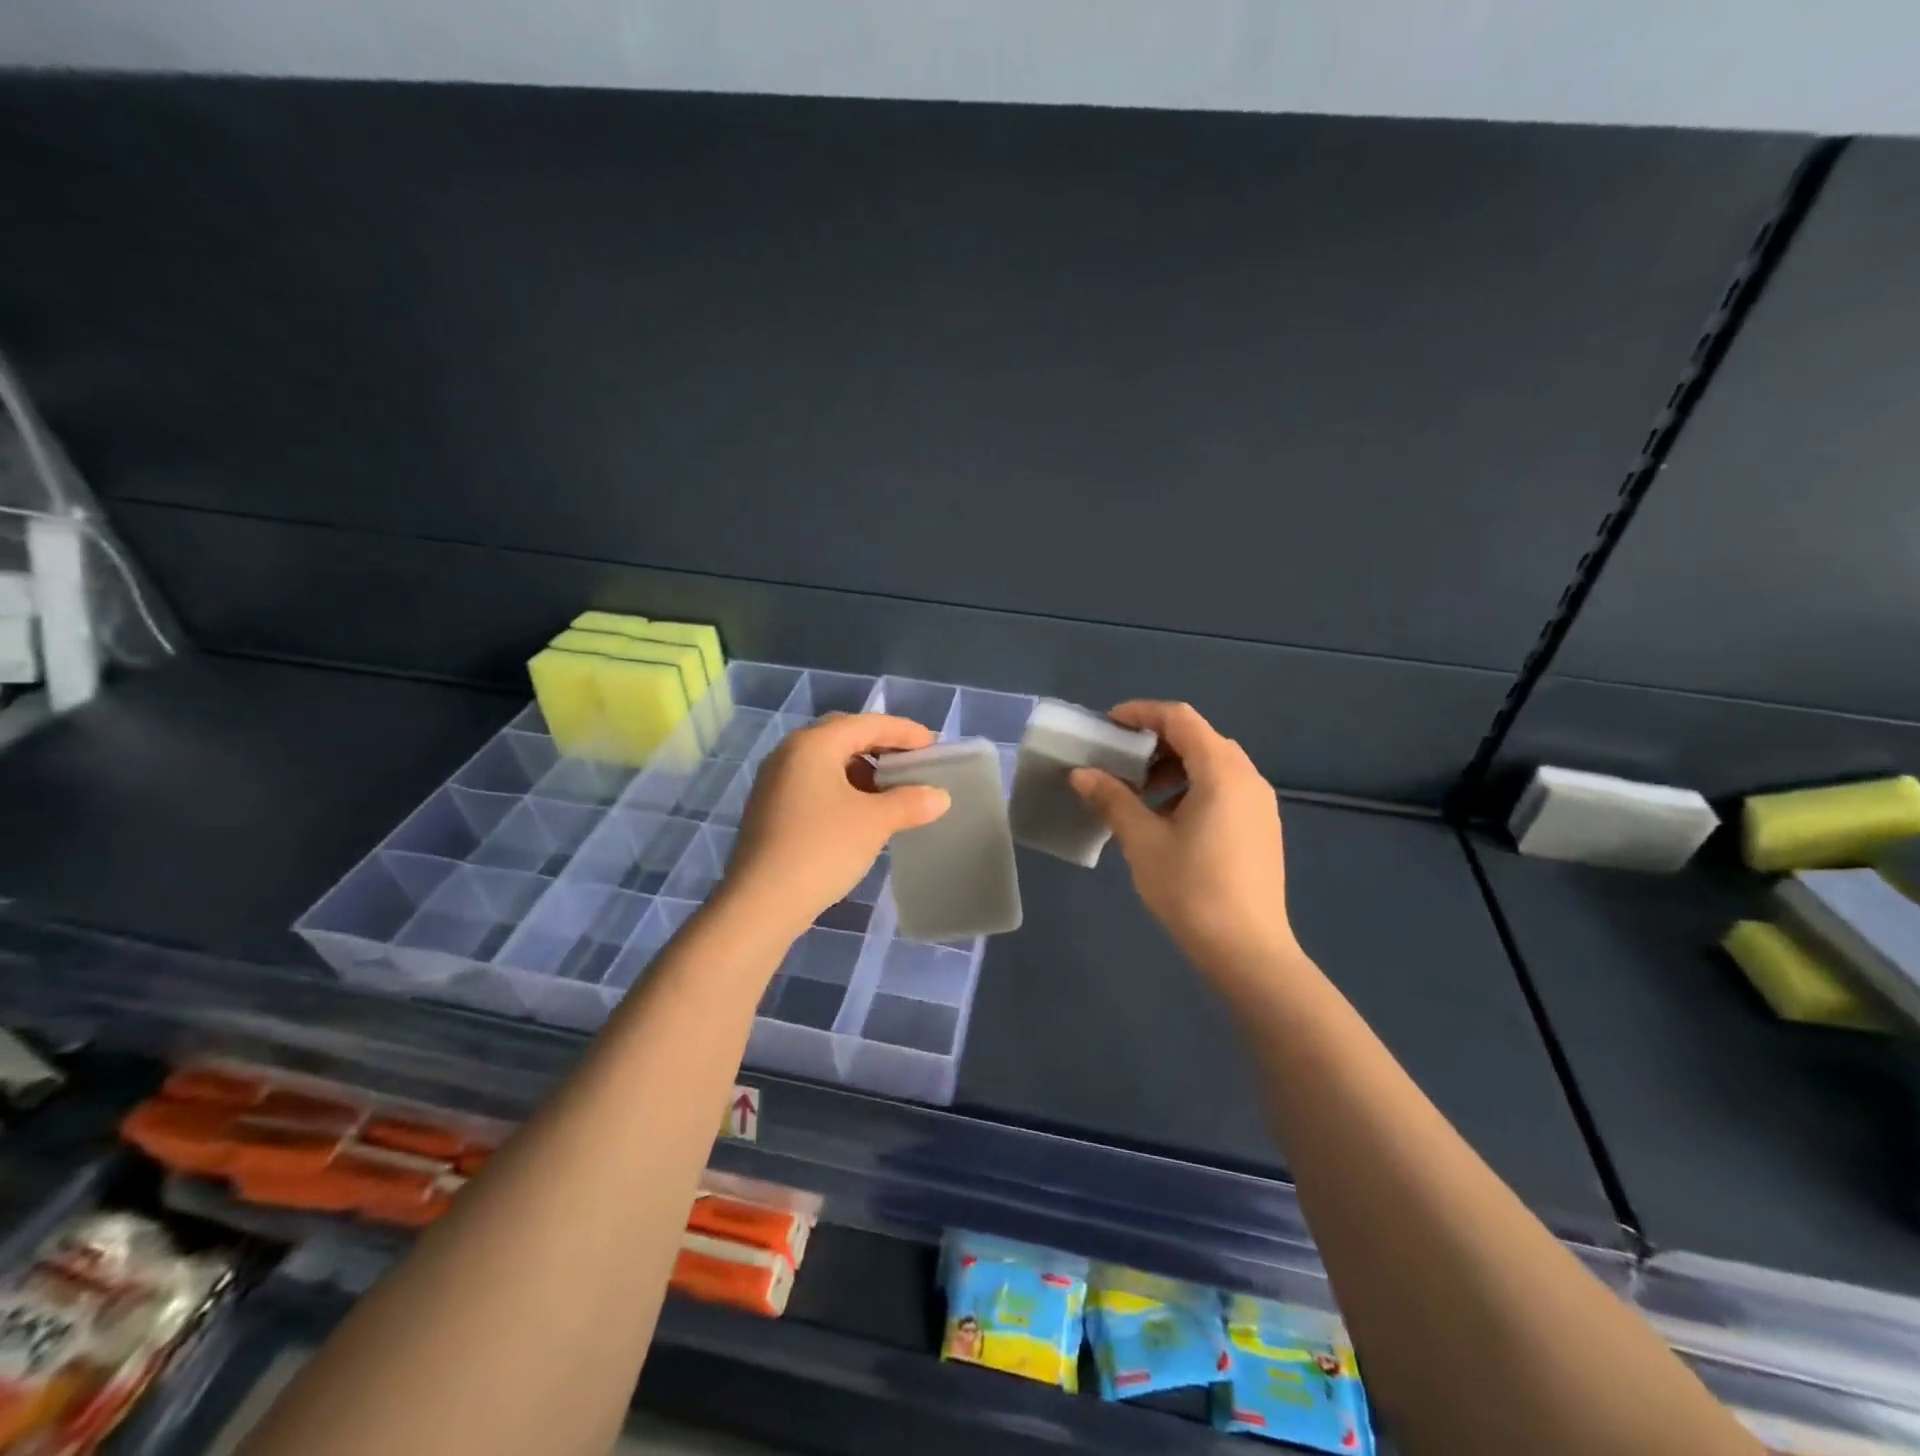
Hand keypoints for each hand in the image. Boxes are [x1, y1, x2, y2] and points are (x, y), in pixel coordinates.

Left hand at [722, 713, 950, 937]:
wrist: (761, 904)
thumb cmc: (822, 849)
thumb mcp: (875, 822)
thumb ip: (910, 802)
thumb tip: (940, 796)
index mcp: (813, 744)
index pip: (867, 723)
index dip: (904, 732)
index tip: (934, 746)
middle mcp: (789, 753)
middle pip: (844, 736)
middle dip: (881, 746)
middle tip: (912, 762)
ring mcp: (774, 781)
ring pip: (827, 761)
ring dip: (862, 769)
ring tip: (891, 791)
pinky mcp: (770, 809)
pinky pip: (814, 784)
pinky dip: (842, 788)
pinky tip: (861, 813)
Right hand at [1071, 701, 1299, 983]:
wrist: (1247, 951)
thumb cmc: (1191, 890)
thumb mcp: (1143, 841)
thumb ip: (1112, 799)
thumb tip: (1081, 774)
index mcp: (1222, 772)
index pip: (1180, 719)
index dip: (1141, 713)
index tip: (1108, 724)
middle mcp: (1248, 778)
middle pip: (1200, 738)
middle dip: (1156, 742)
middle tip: (1120, 761)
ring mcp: (1260, 804)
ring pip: (1214, 764)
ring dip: (1174, 767)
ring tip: (1141, 795)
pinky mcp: (1262, 827)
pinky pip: (1225, 788)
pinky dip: (1193, 787)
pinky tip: (1169, 821)